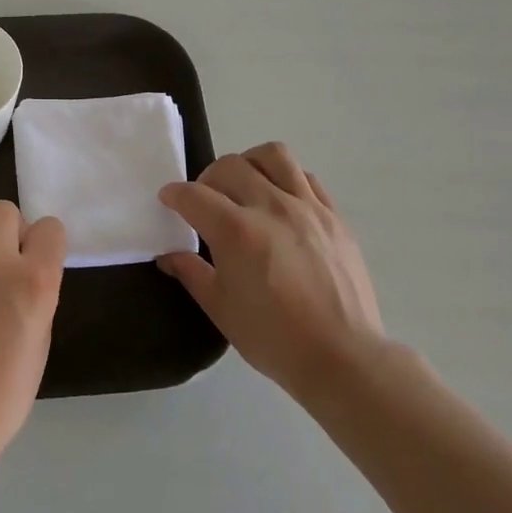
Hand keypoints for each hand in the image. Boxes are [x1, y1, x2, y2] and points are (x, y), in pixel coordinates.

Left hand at [0, 201, 66, 470]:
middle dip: (9, 231)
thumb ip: (36, 292)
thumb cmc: (4, 391)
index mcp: (34, 280)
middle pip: (4, 210)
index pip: (50, 227)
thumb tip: (25, 271)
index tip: (37, 262)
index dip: (45, 243)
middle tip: (4, 264)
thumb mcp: (40, 338)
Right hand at [158, 142, 382, 401]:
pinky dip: (286, 178)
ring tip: (245, 185)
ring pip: (273, 155)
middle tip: (206, 201)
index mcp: (236, 231)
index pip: (194, 195)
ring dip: (249, 163)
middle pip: (230, 166)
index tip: (168, 200)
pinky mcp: (334, 216)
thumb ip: (191, 273)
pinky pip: (306, 177)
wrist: (342, 357)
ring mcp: (307, 207)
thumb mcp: (221, 309)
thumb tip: (168, 256)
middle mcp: (270, 206)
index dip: (174, 195)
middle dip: (208, 178)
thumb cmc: (274, 338)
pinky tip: (280, 201)